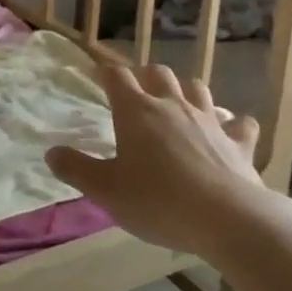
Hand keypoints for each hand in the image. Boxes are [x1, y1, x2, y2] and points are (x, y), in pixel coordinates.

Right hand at [46, 63, 264, 254]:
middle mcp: (173, 106)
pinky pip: (240, 125)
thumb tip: (51, 152)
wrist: (229, 219)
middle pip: (158, 73)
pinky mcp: (239, 143)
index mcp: (136, 112)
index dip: (104, 71)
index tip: (96, 73)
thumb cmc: (158, 201)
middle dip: (145, 76)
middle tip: (137, 90)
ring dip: (186, 91)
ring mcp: (210, 121)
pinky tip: (233, 130)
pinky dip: (235, 124)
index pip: (116, 76)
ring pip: (197, 89)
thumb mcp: (106, 190)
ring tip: (179, 103)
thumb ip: (76, 169)